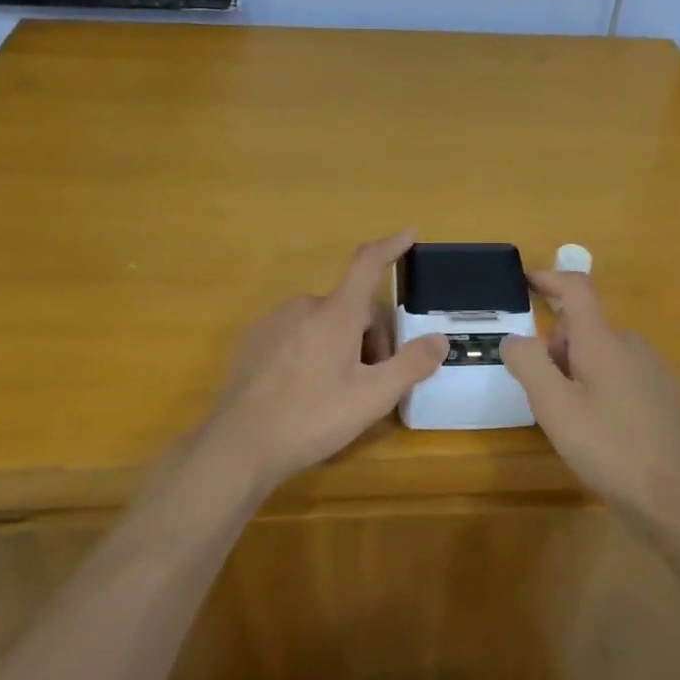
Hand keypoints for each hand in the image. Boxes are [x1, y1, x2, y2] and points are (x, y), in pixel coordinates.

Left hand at [200, 231, 447, 491]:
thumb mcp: (372, 397)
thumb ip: (411, 364)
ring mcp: (274, 321)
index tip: (409, 234)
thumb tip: (440, 339)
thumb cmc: (312, 417)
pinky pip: (297, 334)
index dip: (391, 246)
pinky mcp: (253, 341)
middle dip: (371, 337)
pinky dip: (312, 351)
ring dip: (342, 345)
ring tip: (339, 391)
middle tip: (375, 382)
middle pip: (352, 308)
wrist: (238, 445)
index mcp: (336, 312)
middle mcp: (304, 306)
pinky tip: (305, 390)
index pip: (368, 264)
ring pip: (324, 322)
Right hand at [501, 271, 679, 506]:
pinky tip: (599, 429)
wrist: (677, 497)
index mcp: (604, 340)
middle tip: (542, 393)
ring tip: (569, 418)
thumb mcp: (555, 407)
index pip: (576, 289)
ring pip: (601, 352)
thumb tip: (515, 338)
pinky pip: (620, 374)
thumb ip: (529, 364)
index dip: (549, 279)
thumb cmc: (609, 447)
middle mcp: (631, 345)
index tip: (525, 282)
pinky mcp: (663, 395)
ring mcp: (652, 370)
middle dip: (556, 346)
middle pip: (584, 326)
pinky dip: (599, 386)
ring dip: (576, 370)